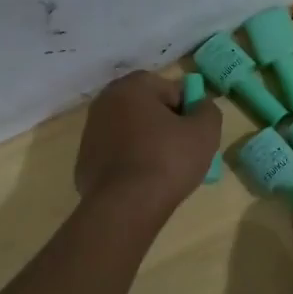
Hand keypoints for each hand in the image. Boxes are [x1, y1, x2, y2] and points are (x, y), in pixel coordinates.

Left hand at [75, 71, 220, 220]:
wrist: (124, 206)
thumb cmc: (167, 161)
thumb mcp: (205, 132)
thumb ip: (208, 110)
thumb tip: (200, 106)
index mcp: (131, 87)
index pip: (170, 89)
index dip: (187, 111)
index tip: (193, 134)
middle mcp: (105, 102)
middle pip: (147, 108)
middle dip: (166, 125)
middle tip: (182, 152)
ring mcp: (90, 132)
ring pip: (131, 131)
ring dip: (147, 143)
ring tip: (163, 170)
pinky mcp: (84, 160)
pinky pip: (116, 154)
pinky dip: (129, 162)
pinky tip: (141, 182)